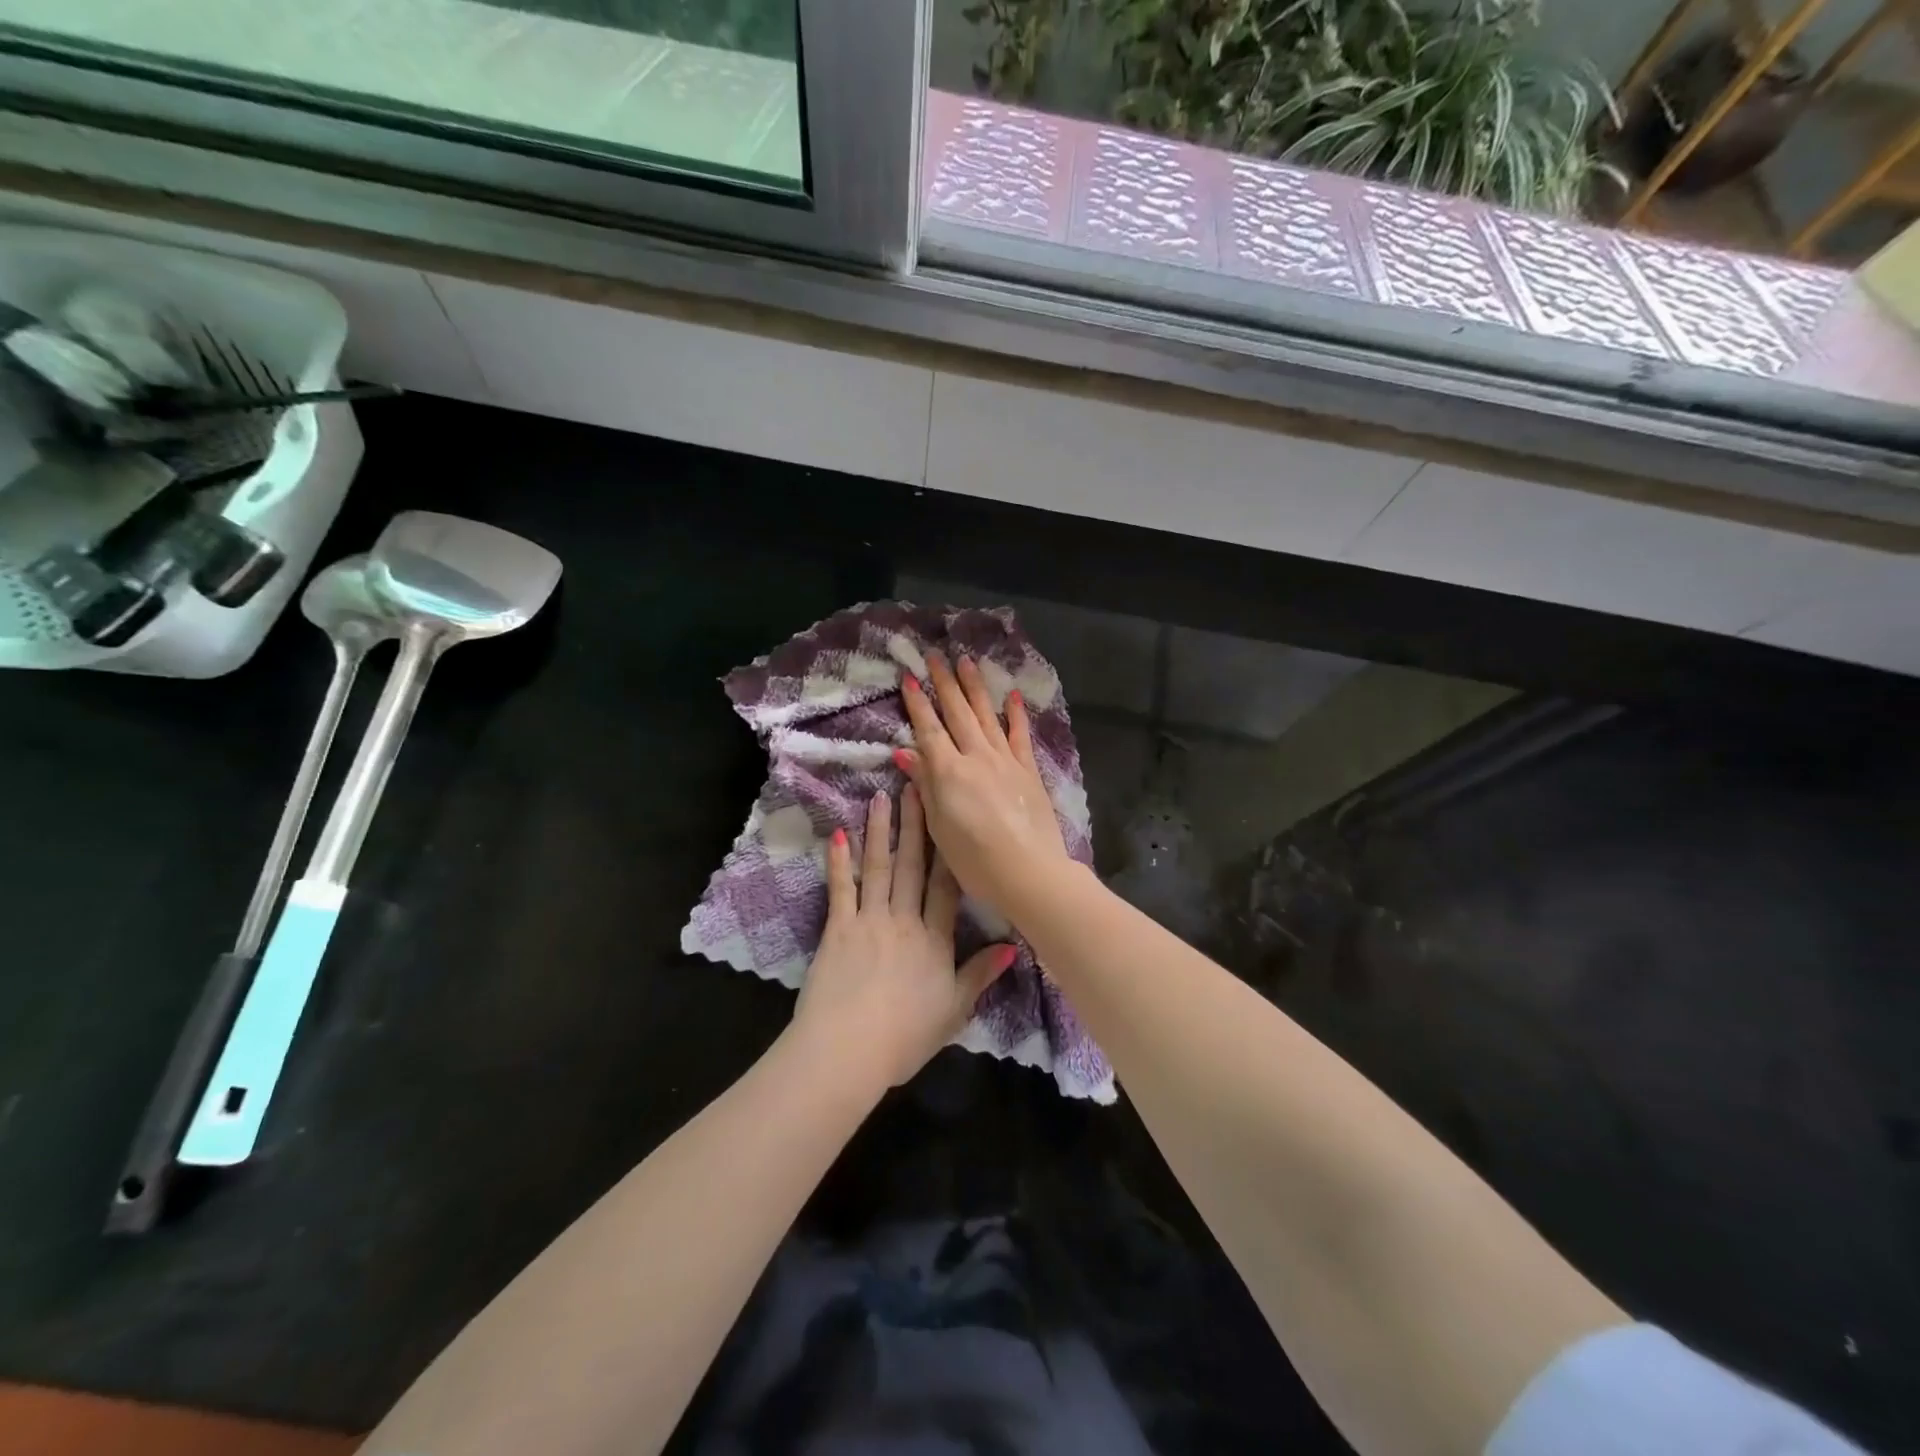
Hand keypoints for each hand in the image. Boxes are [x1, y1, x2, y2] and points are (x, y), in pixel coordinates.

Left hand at [793, 786, 1015, 1089]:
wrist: (848, 1051)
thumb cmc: (905, 1037)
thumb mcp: (954, 1010)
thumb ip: (980, 975)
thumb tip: (1013, 947)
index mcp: (935, 940)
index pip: (946, 887)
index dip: (949, 850)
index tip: (950, 816)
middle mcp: (904, 920)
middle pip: (912, 866)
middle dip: (916, 826)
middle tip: (916, 787)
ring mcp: (869, 921)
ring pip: (879, 868)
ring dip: (881, 831)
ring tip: (881, 797)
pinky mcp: (837, 929)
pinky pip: (841, 889)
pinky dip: (840, 861)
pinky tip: (839, 834)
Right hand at [895, 651, 1073, 913]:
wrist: (1029, 871)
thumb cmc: (975, 859)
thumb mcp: (939, 826)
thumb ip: (924, 785)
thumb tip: (904, 752)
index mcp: (949, 772)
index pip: (929, 729)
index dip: (918, 703)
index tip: (909, 678)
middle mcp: (976, 756)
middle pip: (958, 713)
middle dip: (945, 683)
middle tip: (935, 655)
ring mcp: (1006, 760)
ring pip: (987, 716)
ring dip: (975, 687)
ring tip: (966, 662)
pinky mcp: (1028, 770)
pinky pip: (1020, 735)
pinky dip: (1015, 714)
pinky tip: (1012, 696)